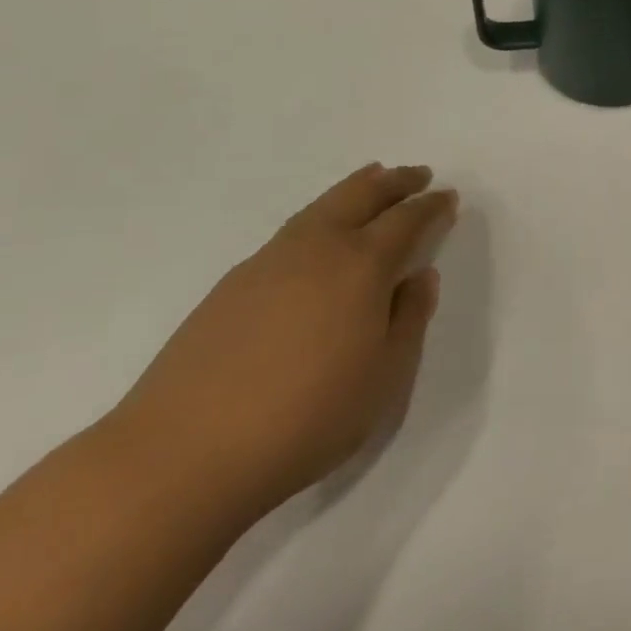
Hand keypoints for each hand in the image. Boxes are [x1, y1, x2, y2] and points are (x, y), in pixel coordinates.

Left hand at [112, 164, 458, 516]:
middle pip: (361, 195)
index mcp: (362, 266)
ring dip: (355, 189)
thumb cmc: (306, 418)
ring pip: (321, 207)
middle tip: (418, 174)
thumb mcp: (385, 377)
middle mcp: (316, 249)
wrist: (182, 456)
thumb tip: (419, 276)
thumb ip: (409, 319)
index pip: (406, 220)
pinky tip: (319, 238)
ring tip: (372, 181)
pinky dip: (319, 216)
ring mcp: (268, 262)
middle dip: (395, 181)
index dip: (431, 207)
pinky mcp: (232, 285)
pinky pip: (292, 231)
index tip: (448, 197)